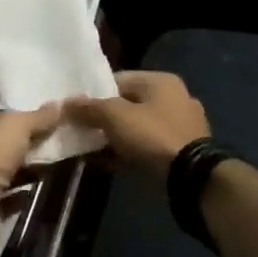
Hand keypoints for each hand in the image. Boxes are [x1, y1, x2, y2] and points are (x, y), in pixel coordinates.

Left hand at [0, 103, 62, 208]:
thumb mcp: (15, 126)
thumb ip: (38, 117)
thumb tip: (60, 104)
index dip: (18, 116)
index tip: (45, 119)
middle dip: (25, 144)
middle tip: (55, 141)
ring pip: (4, 172)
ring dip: (26, 169)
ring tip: (55, 163)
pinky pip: (8, 197)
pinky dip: (24, 192)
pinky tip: (43, 186)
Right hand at [64, 71, 209, 182]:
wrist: (191, 177)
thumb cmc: (152, 136)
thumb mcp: (115, 117)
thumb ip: (90, 108)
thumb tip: (66, 103)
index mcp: (160, 81)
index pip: (118, 79)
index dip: (93, 93)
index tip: (74, 109)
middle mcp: (173, 98)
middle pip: (127, 104)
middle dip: (102, 119)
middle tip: (79, 131)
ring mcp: (179, 126)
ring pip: (136, 128)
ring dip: (112, 138)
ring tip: (87, 150)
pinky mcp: (179, 152)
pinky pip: (145, 147)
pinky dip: (126, 153)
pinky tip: (105, 164)